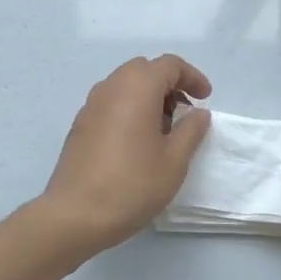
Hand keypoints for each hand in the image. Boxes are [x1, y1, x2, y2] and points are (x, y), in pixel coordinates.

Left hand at [39, 55, 212, 253]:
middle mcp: (110, 88)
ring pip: (124, 86)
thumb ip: (191, 130)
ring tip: (163, 130)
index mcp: (136, 88)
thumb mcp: (174, 161)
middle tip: (184, 113)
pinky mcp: (79, 126)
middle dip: (169, 85)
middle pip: (144, 70)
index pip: (169, 65)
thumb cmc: (132, 185)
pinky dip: (129, 109)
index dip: (191, 77)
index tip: (205, 99)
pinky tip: (137, 142)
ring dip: (148, 97)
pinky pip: (110, 104)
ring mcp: (90, 106)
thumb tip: (198, 113)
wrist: (75, 215)